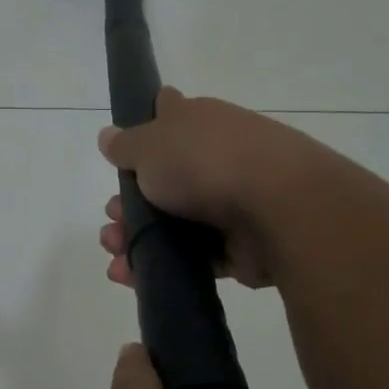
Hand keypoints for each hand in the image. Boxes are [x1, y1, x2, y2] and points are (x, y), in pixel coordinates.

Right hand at [98, 88, 336, 289]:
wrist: (279, 209)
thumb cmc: (205, 163)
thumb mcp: (150, 145)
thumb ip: (126, 145)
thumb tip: (109, 135)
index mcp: (199, 122)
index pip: (169, 111)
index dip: (144, 127)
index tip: (122, 154)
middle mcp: (216, 156)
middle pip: (165, 177)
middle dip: (131, 201)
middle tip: (112, 219)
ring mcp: (231, 200)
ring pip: (176, 221)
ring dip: (140, 238)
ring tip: (115, 256)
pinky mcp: (240, 244)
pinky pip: (194, 256)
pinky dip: (164, 266)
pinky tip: (132, 277)